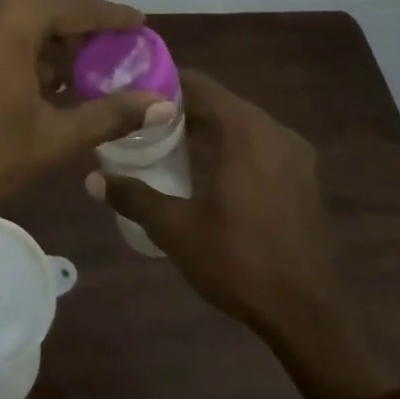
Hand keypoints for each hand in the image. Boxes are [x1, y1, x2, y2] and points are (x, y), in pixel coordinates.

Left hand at [0, 0, 164, 254]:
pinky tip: (36, 75)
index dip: (112, 15)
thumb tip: (162, 104)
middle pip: (45, 1)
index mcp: (12, 13)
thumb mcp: (51, 137)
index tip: (140, 23)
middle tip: (112, 51)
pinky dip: (17, 40)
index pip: (77, 5)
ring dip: (47, 34)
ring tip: (79, 69)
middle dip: (79, 25)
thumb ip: (109, 113)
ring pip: (15, 11)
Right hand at [88, 70, 385, 398]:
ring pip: (241, 123)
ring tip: (165, 140)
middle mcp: (275, 131)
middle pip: (220, 102)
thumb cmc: (239, 262)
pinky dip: (230, 144)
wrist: (307, 315)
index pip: (199, 86)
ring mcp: (295, 154)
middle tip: (139, 119)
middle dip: (180, 107)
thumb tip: (92, 179)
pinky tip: (205, 168)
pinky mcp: (303, 177)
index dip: (163, 84)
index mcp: (246, 132)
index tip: (130, 91)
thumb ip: (134, 196)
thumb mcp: (176, 229)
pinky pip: (259, 143)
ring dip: (206, 126)